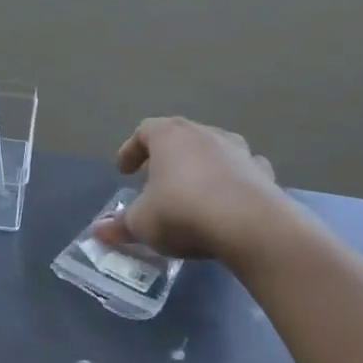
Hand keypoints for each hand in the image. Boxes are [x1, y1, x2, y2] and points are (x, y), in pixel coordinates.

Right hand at [92, 117, 287, 262]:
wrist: (251, 227)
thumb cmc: (183, 213)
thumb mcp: (142, 223)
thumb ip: (121, 225)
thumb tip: (98, 231)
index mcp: (169, 136)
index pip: (144, 131)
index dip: (131, 150)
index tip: (124, 171)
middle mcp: (205, 133)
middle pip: (180, 136)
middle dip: (166, 156)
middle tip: (155, 179)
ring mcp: (239, 150)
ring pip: (213, 150)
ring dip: (200, 165)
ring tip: (192, 190)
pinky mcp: (264, 173)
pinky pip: (242, 171)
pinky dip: (231, 181)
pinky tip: (228, 202)